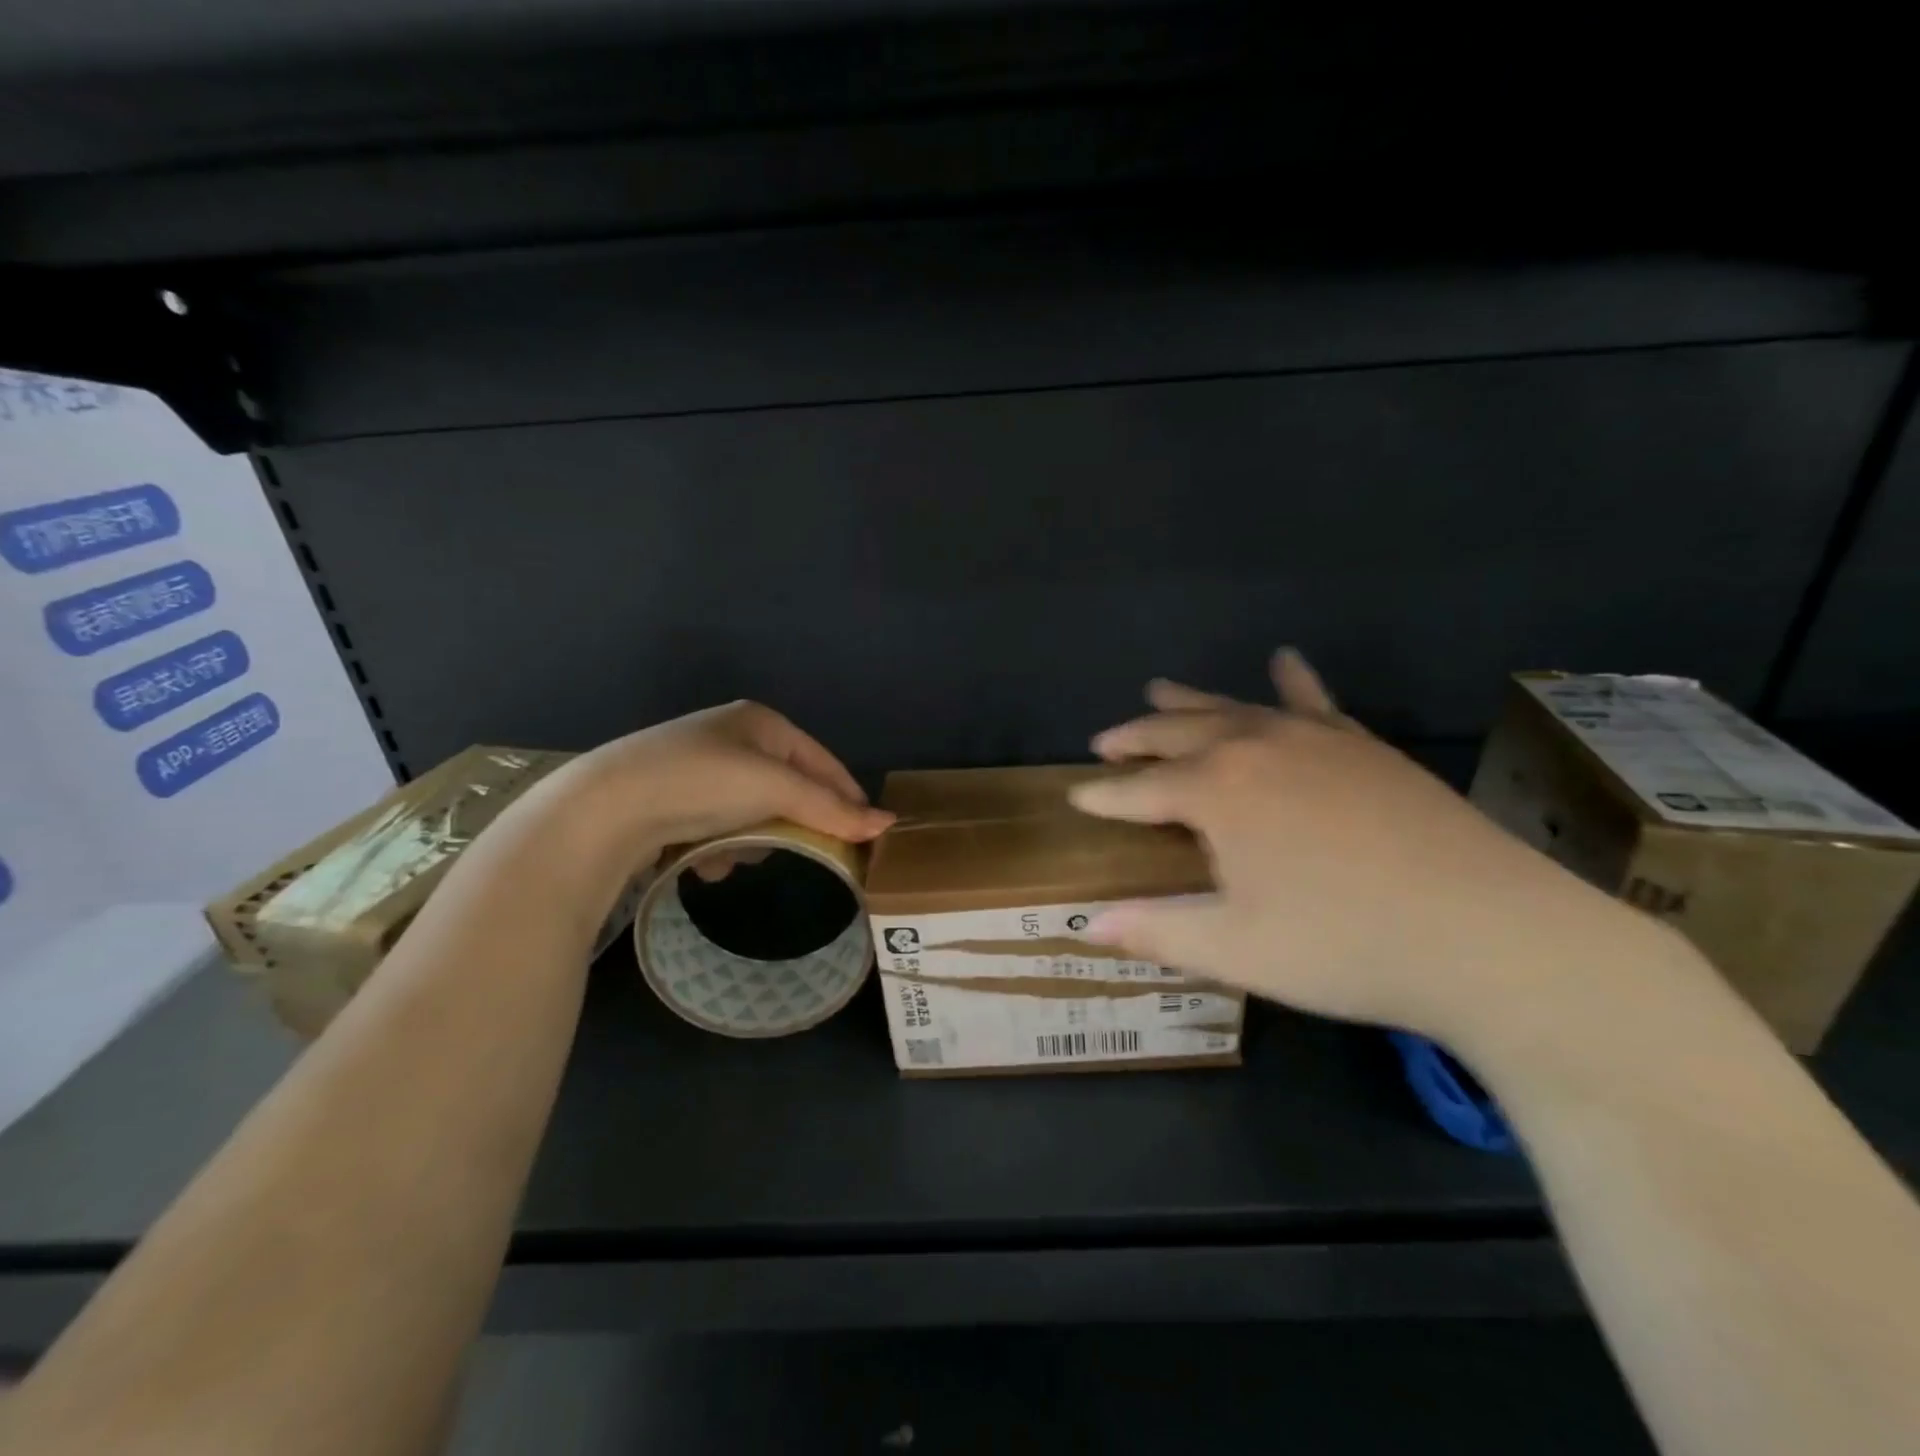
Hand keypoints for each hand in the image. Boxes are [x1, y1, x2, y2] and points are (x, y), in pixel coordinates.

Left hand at [551, 701, 892, 872]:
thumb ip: (830, 808)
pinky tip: (702, 860)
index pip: (822, 761)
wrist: (606, 808)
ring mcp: (699, 768)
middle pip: (787, 790)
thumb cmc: (703, 782)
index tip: (866, 835)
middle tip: (796, 848)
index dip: (846, 796)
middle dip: (788, 823)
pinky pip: (718, 826)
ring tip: (732, 854)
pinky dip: (717, 846)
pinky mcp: (673, 799)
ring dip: (750, 838)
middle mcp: (732, 739)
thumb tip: (888, 824)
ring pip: (753, 813)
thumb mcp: (774, 790)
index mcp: (761, 723)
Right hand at [1071, 650, 1642, 1042]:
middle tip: (1105, 742)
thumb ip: (1156, 930)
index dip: (1103, 796)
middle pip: (1178, 734)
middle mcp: (1256, 748)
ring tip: (1158, 691)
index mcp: (1217, 792)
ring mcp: (1314, 740)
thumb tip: (1087, 924)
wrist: (1488, 934)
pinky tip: (1284, 660)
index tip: (1075, 798)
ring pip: (1234, 709)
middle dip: (1136, 738)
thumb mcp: (1236, 948)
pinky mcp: (1363, 747)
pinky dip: (1292, 682)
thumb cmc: (1345, 946)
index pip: (1139, 790)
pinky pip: (1315, 703)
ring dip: (1190, 703)